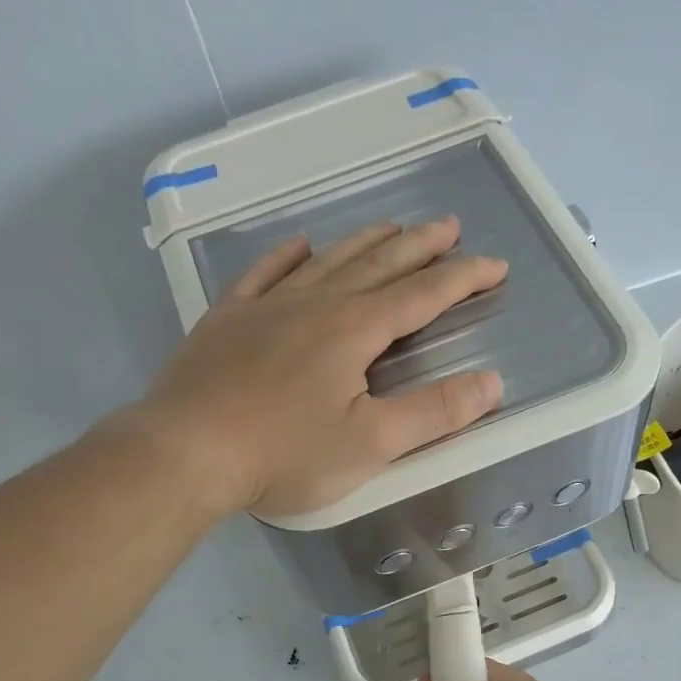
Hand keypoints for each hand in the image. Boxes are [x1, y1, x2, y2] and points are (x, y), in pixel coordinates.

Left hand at [139, 219, 505, 518]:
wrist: (186, 452)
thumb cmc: (285, 454)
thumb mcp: (372, 445)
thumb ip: (434, 413)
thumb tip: (491, 383)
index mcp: (354, 330)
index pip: (422, 295)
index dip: (463, 278)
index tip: (495, 265)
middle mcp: (315, 304)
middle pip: (378, 264)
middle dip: (420, 246)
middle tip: (449, 226)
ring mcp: (266, 306)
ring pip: (326, 261)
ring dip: (364, 242)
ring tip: (391, 226)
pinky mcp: (226, 319)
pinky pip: (263, 274)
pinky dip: (286, 256)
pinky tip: (298, 246)